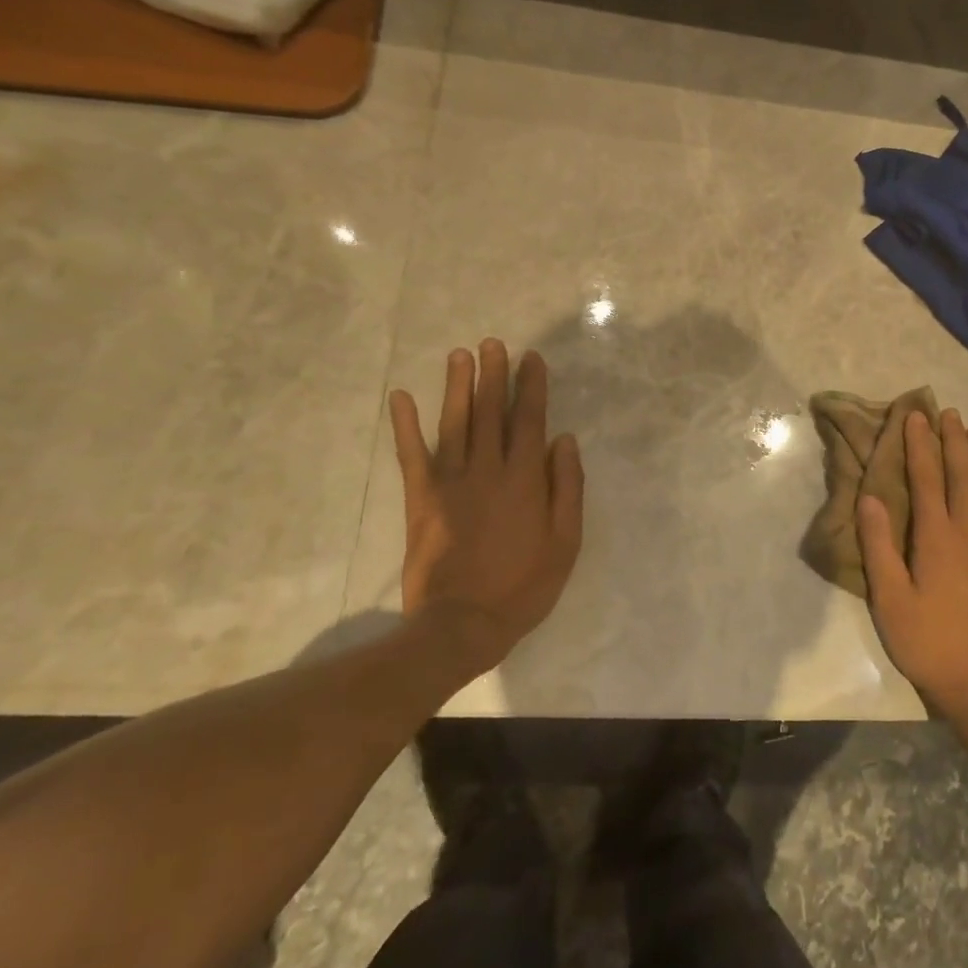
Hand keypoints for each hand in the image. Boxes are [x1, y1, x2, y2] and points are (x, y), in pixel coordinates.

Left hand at [388, 340, 583, 675]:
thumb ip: (567, 488)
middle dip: (492, 375)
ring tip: (459, 355)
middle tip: (491, 343)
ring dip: (457, 387)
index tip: (530, 359)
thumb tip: (564, 440)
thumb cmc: (524, 585)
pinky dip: (405, 426)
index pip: (529, 420)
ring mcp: (451, 482)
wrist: (463, 624)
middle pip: (491, 413)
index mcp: (525, 479)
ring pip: (455, 424)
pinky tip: (400, 397)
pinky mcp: (421, 500)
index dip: (531, 387)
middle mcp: (488, 470)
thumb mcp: (566, 542)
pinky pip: (412, 455)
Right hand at [859, 409, 967, 720]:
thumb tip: (870, 497)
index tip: (915, 415)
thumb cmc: (928, 641)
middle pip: (962, 475)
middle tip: (948, 411)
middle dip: (953, 440)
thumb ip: (879, 546)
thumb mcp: (890, 599)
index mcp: (937, 538)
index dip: (920, 444)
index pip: (927, 478)